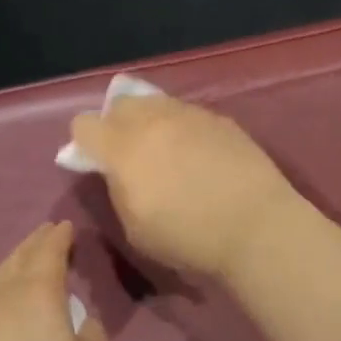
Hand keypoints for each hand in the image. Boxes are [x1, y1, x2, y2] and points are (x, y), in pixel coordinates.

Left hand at [0, 221, 110, 340]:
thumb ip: (93, 337)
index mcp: (36, 296)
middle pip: (16, 261)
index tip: (66, 227)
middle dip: (33, 245)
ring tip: (22, 267)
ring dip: (9, 268)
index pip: (48, 252)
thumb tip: (83, 322)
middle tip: (46, 235)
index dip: (58, 237)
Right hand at [67, 94, 298, 278]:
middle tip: (129, 153)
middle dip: (116, 123)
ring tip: (165, 150)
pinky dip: (182, 127)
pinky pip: (188, 113)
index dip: (84, 142)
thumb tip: (115, 171)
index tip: (95, 162)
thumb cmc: (189, 237)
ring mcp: (190, 115)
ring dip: (151, 121)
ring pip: (157, 103)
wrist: (256, 225)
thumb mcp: (135, 228)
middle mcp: (154, 121)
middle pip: (121, 104)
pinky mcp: (220, 119)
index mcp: (123, 149)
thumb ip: (118, 190)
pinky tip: (197, 153)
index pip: (84, 124)